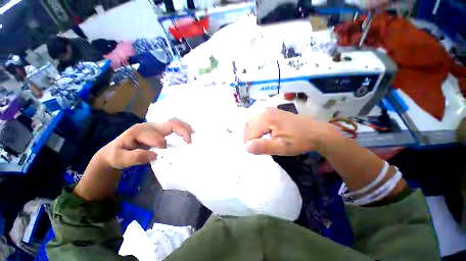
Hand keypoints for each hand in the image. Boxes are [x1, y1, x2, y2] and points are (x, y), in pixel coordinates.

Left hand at [75, 119, 193, 200]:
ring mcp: (155, 126)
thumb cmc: (117, 155)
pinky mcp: (159, 129)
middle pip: (169, 124)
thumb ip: (135, 157)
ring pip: (174, 122)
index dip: (162, 144)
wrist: (114, 150)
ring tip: (193, 134)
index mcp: (139, 131)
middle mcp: (149, 126)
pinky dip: (182, 127)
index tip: (164, 153)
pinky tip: (188, 132)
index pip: (156, 136)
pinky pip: (173, 125)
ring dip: (185, 127)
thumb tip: (155, 155)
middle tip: (190, 141)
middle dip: (182, 131)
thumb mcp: (120, 159)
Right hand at [244, 108, 340, 155]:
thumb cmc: (300, 141)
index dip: (248, 144)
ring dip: (250, 132)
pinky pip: (257, 119)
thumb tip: (246, 147)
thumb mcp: (282, 148)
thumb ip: (263, 147)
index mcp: (266, 118)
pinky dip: (255, 127)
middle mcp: (265, 111)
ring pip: (251, 121)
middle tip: (252, 147)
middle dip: (247, 137)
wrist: (317, 132)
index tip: (253, 152)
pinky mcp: (273, 112)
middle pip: (248, 125)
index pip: (249, 132)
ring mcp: (269, 110)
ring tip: (255, 142)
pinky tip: (260, 134)